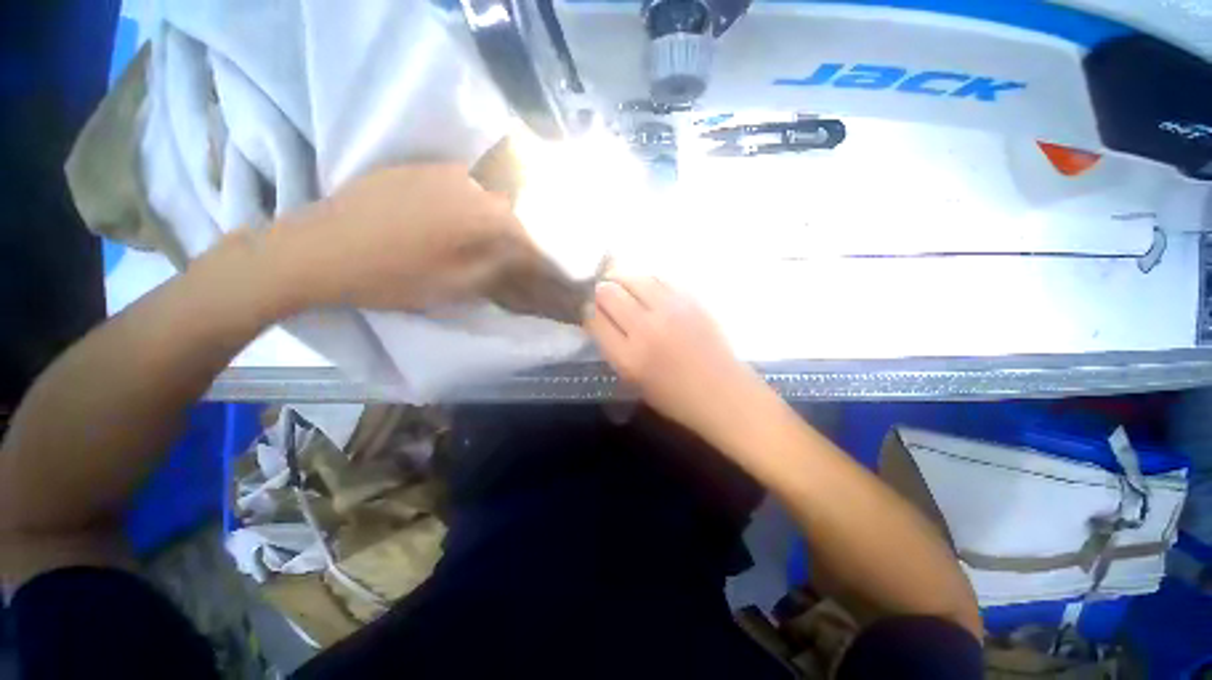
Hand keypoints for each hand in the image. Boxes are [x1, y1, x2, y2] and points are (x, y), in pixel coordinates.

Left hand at [284, 164, 582, 316]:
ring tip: (502, 239)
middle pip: (517, 211)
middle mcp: (473, 183)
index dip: (545, 259)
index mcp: (486, 215)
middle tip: (529, 257)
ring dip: (503, 217)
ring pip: (492, 194)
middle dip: (528, 235)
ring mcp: (444, 170)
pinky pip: (465, 184)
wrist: (318, 249)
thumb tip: (526, 261)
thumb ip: (501, 269)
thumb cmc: (393, 276)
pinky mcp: (420, 167)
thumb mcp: (458, 285)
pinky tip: (466, 219)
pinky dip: (477, 203)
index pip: (532, 237)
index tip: (552, 274)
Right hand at [585, 276, 763, 436]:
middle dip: (600, 292)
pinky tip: (646, 287)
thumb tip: (601, 319)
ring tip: (622, 285)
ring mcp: (670, 311)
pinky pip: (659, 278)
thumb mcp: (633, 381)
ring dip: (621, 280)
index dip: (587, 311)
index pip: (594, 319)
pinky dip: (646, 280)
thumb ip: (614, 349)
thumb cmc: (675, 397)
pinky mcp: (690, 300)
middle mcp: (645, 329)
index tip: (589, 310)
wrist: (722, 393)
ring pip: (633, 278)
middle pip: (608, 293)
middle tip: (603, 295)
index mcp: (628, 357)